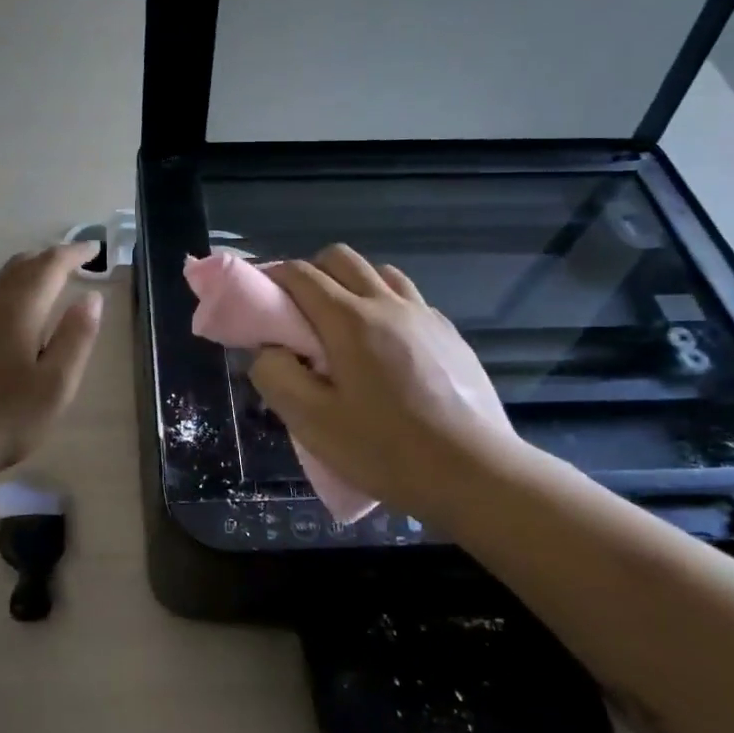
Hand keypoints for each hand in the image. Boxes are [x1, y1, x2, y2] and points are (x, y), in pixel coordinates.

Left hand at [0, 244, 104, 477]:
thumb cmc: (6, 419)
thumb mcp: (56, 384)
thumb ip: (76, 338)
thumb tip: (91, 297)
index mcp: (17, 313)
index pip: (48, 268)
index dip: (72, 254)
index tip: (93, 249)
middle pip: (18, 269)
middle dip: (47, 258)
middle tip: (71, 260)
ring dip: (24, 275)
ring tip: (43, 283)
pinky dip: (5, 296)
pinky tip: (7, 321)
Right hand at [250, 245, 523, 520]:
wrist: (477, 474)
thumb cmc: (386, 450)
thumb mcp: (312, 422)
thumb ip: (276, 376)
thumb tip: (268, 350)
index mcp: (350, 320)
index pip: (301, 274)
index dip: (271, 276)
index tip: (257, 297)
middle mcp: (388, 304)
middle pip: (341, 258)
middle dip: (310, 272)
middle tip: (297, 312)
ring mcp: (425, 316)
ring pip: (379, 273)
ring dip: (350, 284)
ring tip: (342, 327)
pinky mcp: (450, 335)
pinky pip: (408, 299)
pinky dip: (384, 305)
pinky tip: (385, 348)